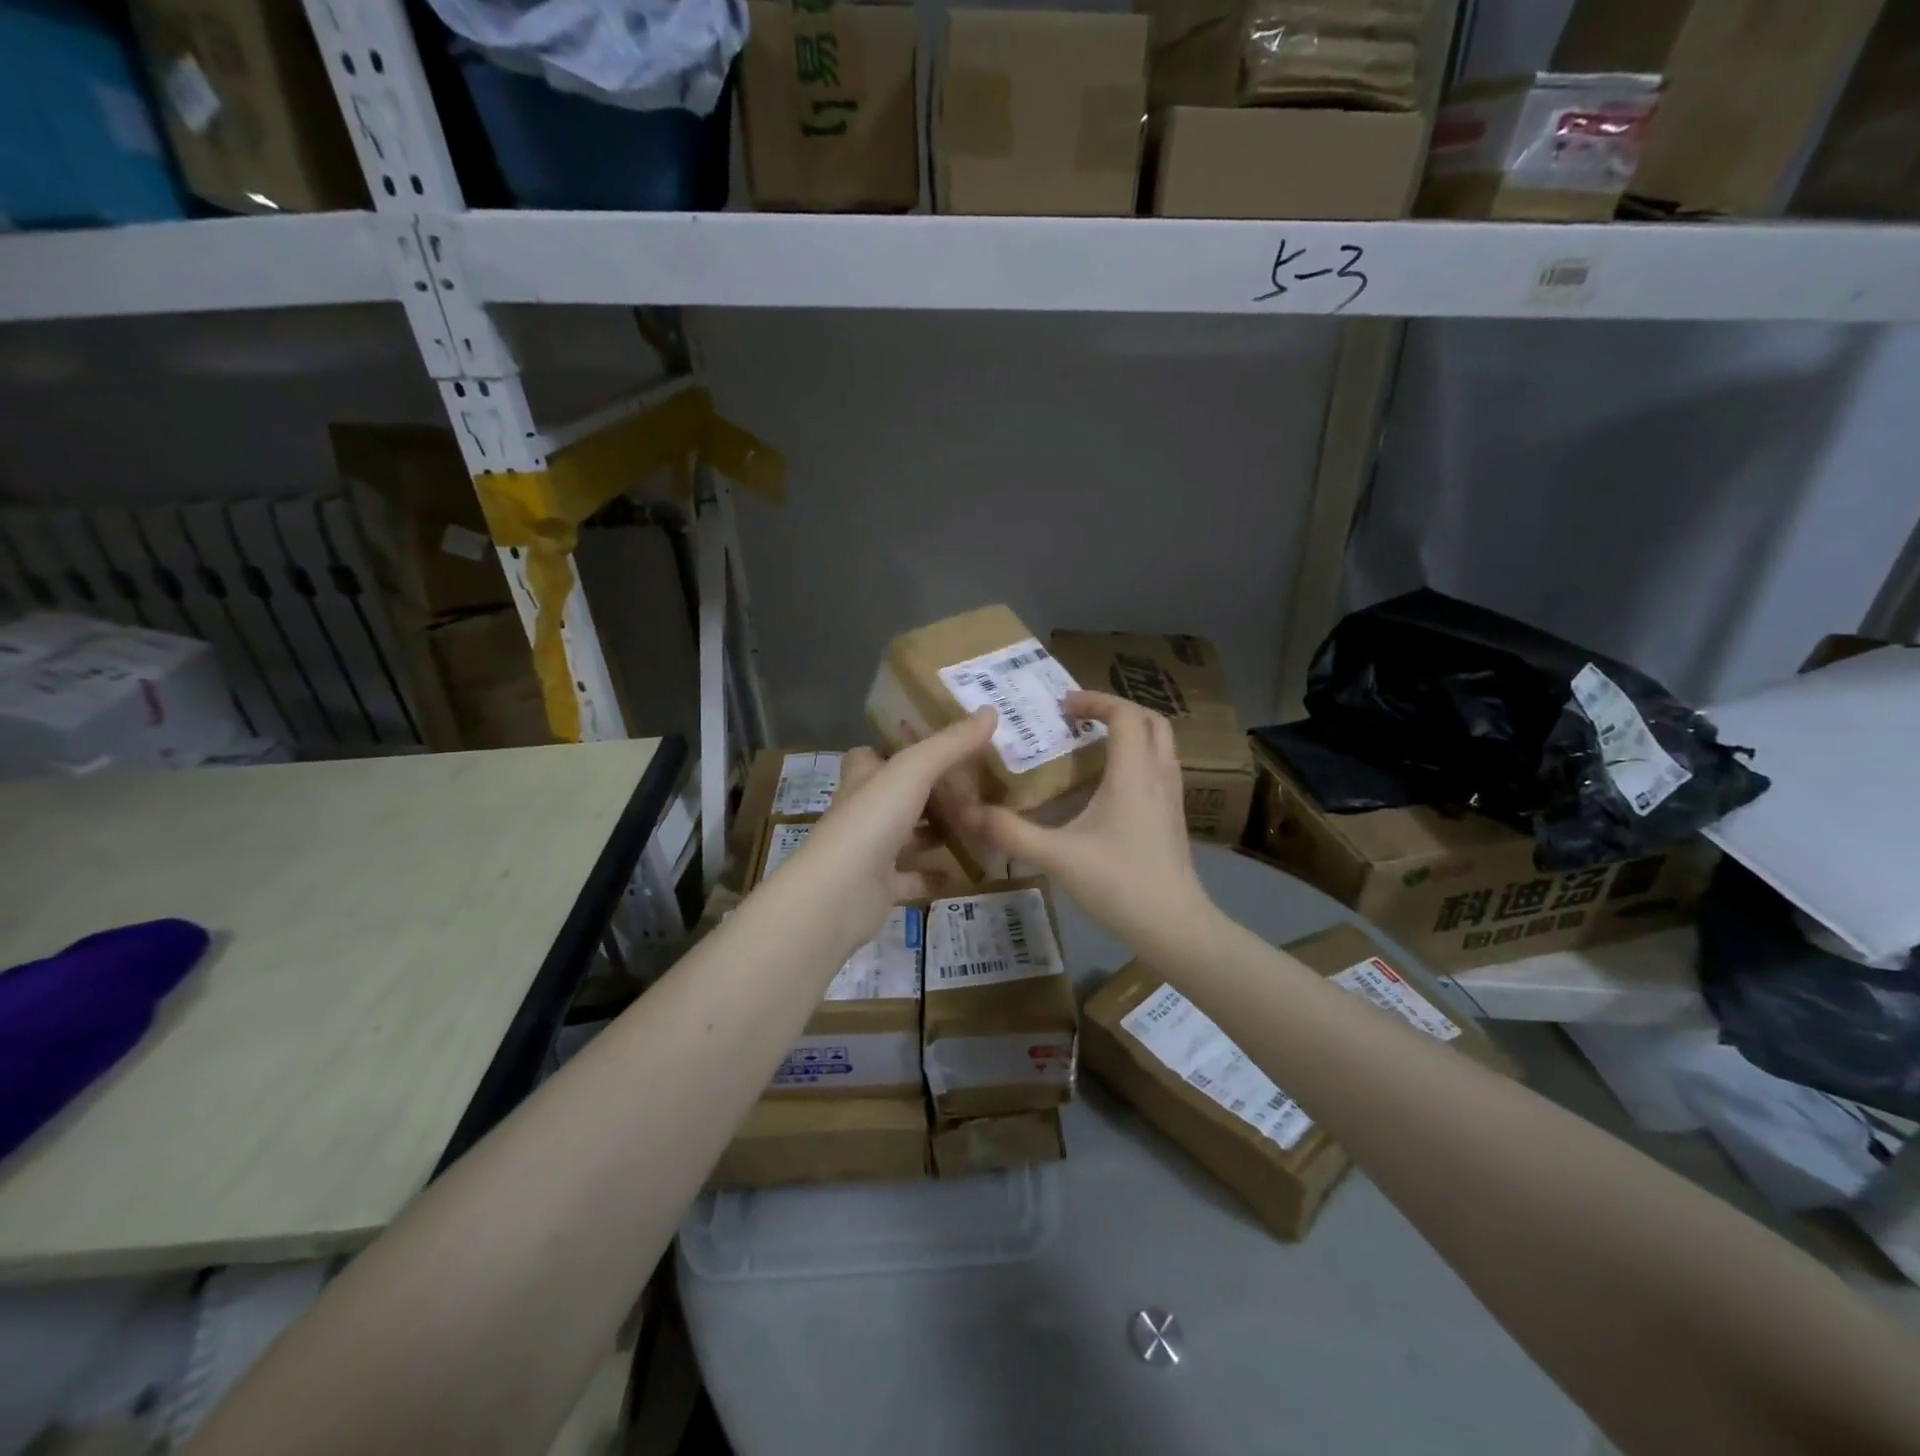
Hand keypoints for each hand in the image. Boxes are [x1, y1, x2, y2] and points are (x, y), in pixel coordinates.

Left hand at [774, 710, 996, 953]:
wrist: (837, 894)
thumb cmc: (871, 821)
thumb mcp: (914, 771)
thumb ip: (951, 744)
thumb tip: (991, 710)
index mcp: (863, 779)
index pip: (873, 755)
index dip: (899, 749)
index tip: (939, 747)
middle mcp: (864, 812)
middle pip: (898, 796)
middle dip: (932, 792)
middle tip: (977, 788)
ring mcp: (870, 852)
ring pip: (908, 837)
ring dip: (937, 833)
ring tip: (980, 825)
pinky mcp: (880, 888)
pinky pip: (914, 878)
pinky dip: (936, 874)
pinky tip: (965, 871)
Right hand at [956, 691, 1215, 956]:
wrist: (1174, 926)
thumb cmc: (1119, 884)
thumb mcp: (1057, 857)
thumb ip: (1012, 833)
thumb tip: (969, 813)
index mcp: (1133, 773)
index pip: (1124, 714)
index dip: (1094, 700)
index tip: (1062, 706)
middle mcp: (1158, 775)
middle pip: (1150, 721)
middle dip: (1116, 710)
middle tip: (1079, 719)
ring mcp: (1172, 797)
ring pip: (1160, 744)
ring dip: (1130, 733)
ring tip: (1091, 745)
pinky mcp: (1174, 817)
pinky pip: (1160, 767)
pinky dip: (1137, 758)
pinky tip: (1109, 786)